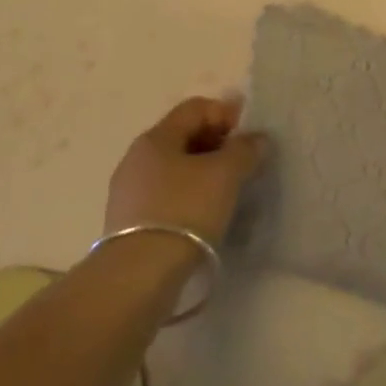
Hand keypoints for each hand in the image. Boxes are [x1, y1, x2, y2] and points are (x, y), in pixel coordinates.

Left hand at [105, 96, 269, 245]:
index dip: (226, 114)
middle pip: (183, 136)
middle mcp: (137, 157)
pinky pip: (165, 196)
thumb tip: (257, 139)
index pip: (195, 108)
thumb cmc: (184, 211)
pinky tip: (204, 217)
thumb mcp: (225, 175)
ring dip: (203, 173)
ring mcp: (129, 191)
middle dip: (216, 144)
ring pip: (175, 168)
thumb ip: (245, 150)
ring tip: (227, 193)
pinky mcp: (128, 223)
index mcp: (156, 137)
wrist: (138, 277)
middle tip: (242, 164)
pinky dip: (188, 197)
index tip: (249, 137)